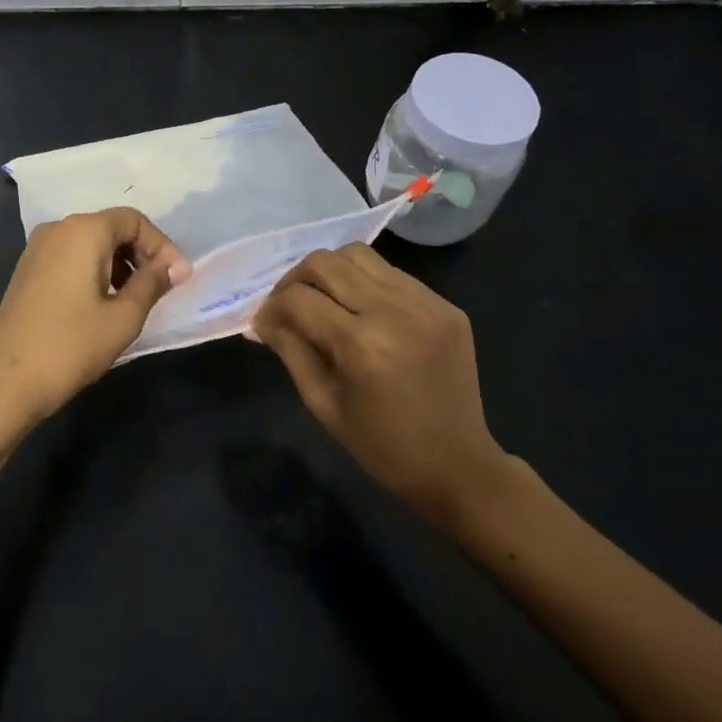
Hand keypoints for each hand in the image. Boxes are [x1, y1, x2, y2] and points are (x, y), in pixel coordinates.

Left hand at [0, 207, 189, 427]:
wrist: (6, 382)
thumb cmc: (71, 345)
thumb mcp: (124, 317)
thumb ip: (152, 284)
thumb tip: (174, 267)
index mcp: (83, 231)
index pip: (134, 221)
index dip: (162, 246)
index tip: (178, 278)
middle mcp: (58, 229)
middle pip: (111, 227)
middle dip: (142, 254)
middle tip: (162, 288)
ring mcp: (37, 249)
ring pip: (91, 244)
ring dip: (119, 264)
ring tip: (136, 299)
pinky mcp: (28, 271)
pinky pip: (71, 258)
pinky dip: (95, 271)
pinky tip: (105, 303)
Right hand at [251, 244, 511, 532]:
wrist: (457, 465)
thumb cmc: (381, 446)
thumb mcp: (323, 404)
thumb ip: (291, 351)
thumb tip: (263, 319)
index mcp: (361, 344)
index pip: (298, 299)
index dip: (272, 307)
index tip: (266, 324)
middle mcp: (394, 311)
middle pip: (326, 262)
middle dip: (295, 279)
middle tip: (290, 305)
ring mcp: (426, 303)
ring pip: (359, 255)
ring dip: (331, 272)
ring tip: (325, 300)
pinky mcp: (445, 305)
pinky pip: (392, 274)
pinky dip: (366, 283)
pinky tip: (363, 312)